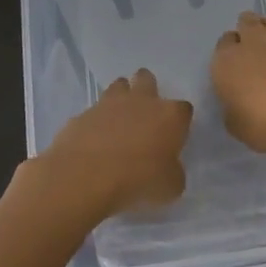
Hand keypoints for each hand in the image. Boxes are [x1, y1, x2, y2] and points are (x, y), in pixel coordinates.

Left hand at [34, 68, 192, 217]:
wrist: (87, 176)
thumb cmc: (139, 180)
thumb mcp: (170, 187)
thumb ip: (173, 172)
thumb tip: (168, 169)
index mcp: (170, 116)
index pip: (184, 109)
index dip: (179, 121)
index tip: (174, 135)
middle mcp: (141, 101)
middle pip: (146, 79)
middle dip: (147, 88)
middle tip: (144, 110)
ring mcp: (109, 104)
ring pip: (118, 86)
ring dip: (120, 97)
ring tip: (118, 119)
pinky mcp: (82, 115)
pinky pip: (93, 112)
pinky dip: (95, 122)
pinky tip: (93, 141)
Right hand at [210, 12, 265, 156]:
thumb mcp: (238, 128)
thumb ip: (233, 111)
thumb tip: (237, 104)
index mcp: (226, 62)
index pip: (222, 45)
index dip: (227, 53)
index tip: (233, 68)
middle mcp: (251, 43)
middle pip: (245, 23)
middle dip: (246, 32)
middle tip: (251, 52)